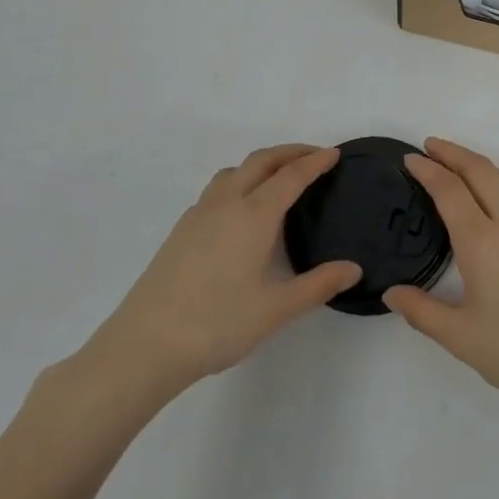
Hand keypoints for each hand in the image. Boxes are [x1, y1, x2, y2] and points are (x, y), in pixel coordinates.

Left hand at [81, 144, 360, 397]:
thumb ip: (318, 285)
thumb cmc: (218, 323)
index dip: (315, 162)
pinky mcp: (181, 230)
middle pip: (261, 161)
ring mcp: (199, 214)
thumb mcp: (277, 309)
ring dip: (261, 164)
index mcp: (254, 215)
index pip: (291, 176)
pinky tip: (241, 211)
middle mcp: (227, 203)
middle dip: (290, 152)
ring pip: (234, 171)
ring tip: (279, 178)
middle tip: (314, 156)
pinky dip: (239, 181)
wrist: (145, 345)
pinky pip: (217, 189)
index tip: (334, 154)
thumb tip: (353, 268)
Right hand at [384, 138, 498, 417]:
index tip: (410, 159)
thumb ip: (422, 311)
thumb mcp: (460, 338)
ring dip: (479, 164)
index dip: (427, 170)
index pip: (449, 190)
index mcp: (482, 242)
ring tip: (460, 165)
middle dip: (452, 152)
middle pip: (480, 170)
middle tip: (430, 146)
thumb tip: (392, 293)